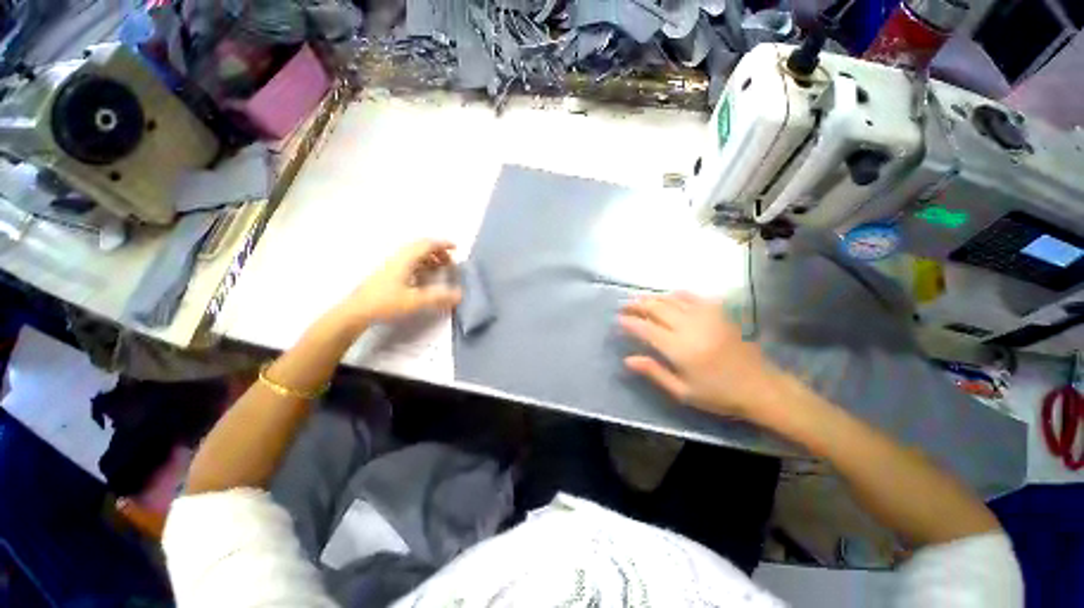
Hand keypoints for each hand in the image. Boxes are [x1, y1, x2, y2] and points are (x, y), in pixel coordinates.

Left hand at [332, 240, 461, 331]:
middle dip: (438, 251)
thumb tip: (460, 294)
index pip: (427, 244)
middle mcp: (399, 258)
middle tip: (449, 262)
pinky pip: (409, 262)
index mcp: (406, 260)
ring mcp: (392, 265)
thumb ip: (439, 297)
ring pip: (414, 254)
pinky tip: (424, 278)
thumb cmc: (386, 303)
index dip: (442, 244)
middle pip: (420, 247)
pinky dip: (421, 265)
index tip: (456, 248)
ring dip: (429, 258)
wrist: (357, 312)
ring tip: (439, 269)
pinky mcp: (388, 274)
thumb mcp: (416, 301)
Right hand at [619, 292, 790, 422]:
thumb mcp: (683, 392)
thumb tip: (628, 359)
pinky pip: (694, 297)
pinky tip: (670, 295)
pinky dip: (678, 294)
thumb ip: (654, 372)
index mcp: (680, 349)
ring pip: (672, 300)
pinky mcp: (719, 314)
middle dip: (637, 305)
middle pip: (657, 309)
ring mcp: (706, 317)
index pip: (646, 329)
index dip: (630, 323)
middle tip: (624, 306)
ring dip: (653, 298)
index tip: (618, 320)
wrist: (761, 387)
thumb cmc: (719, 395)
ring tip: (640, 299)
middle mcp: (690, 328)